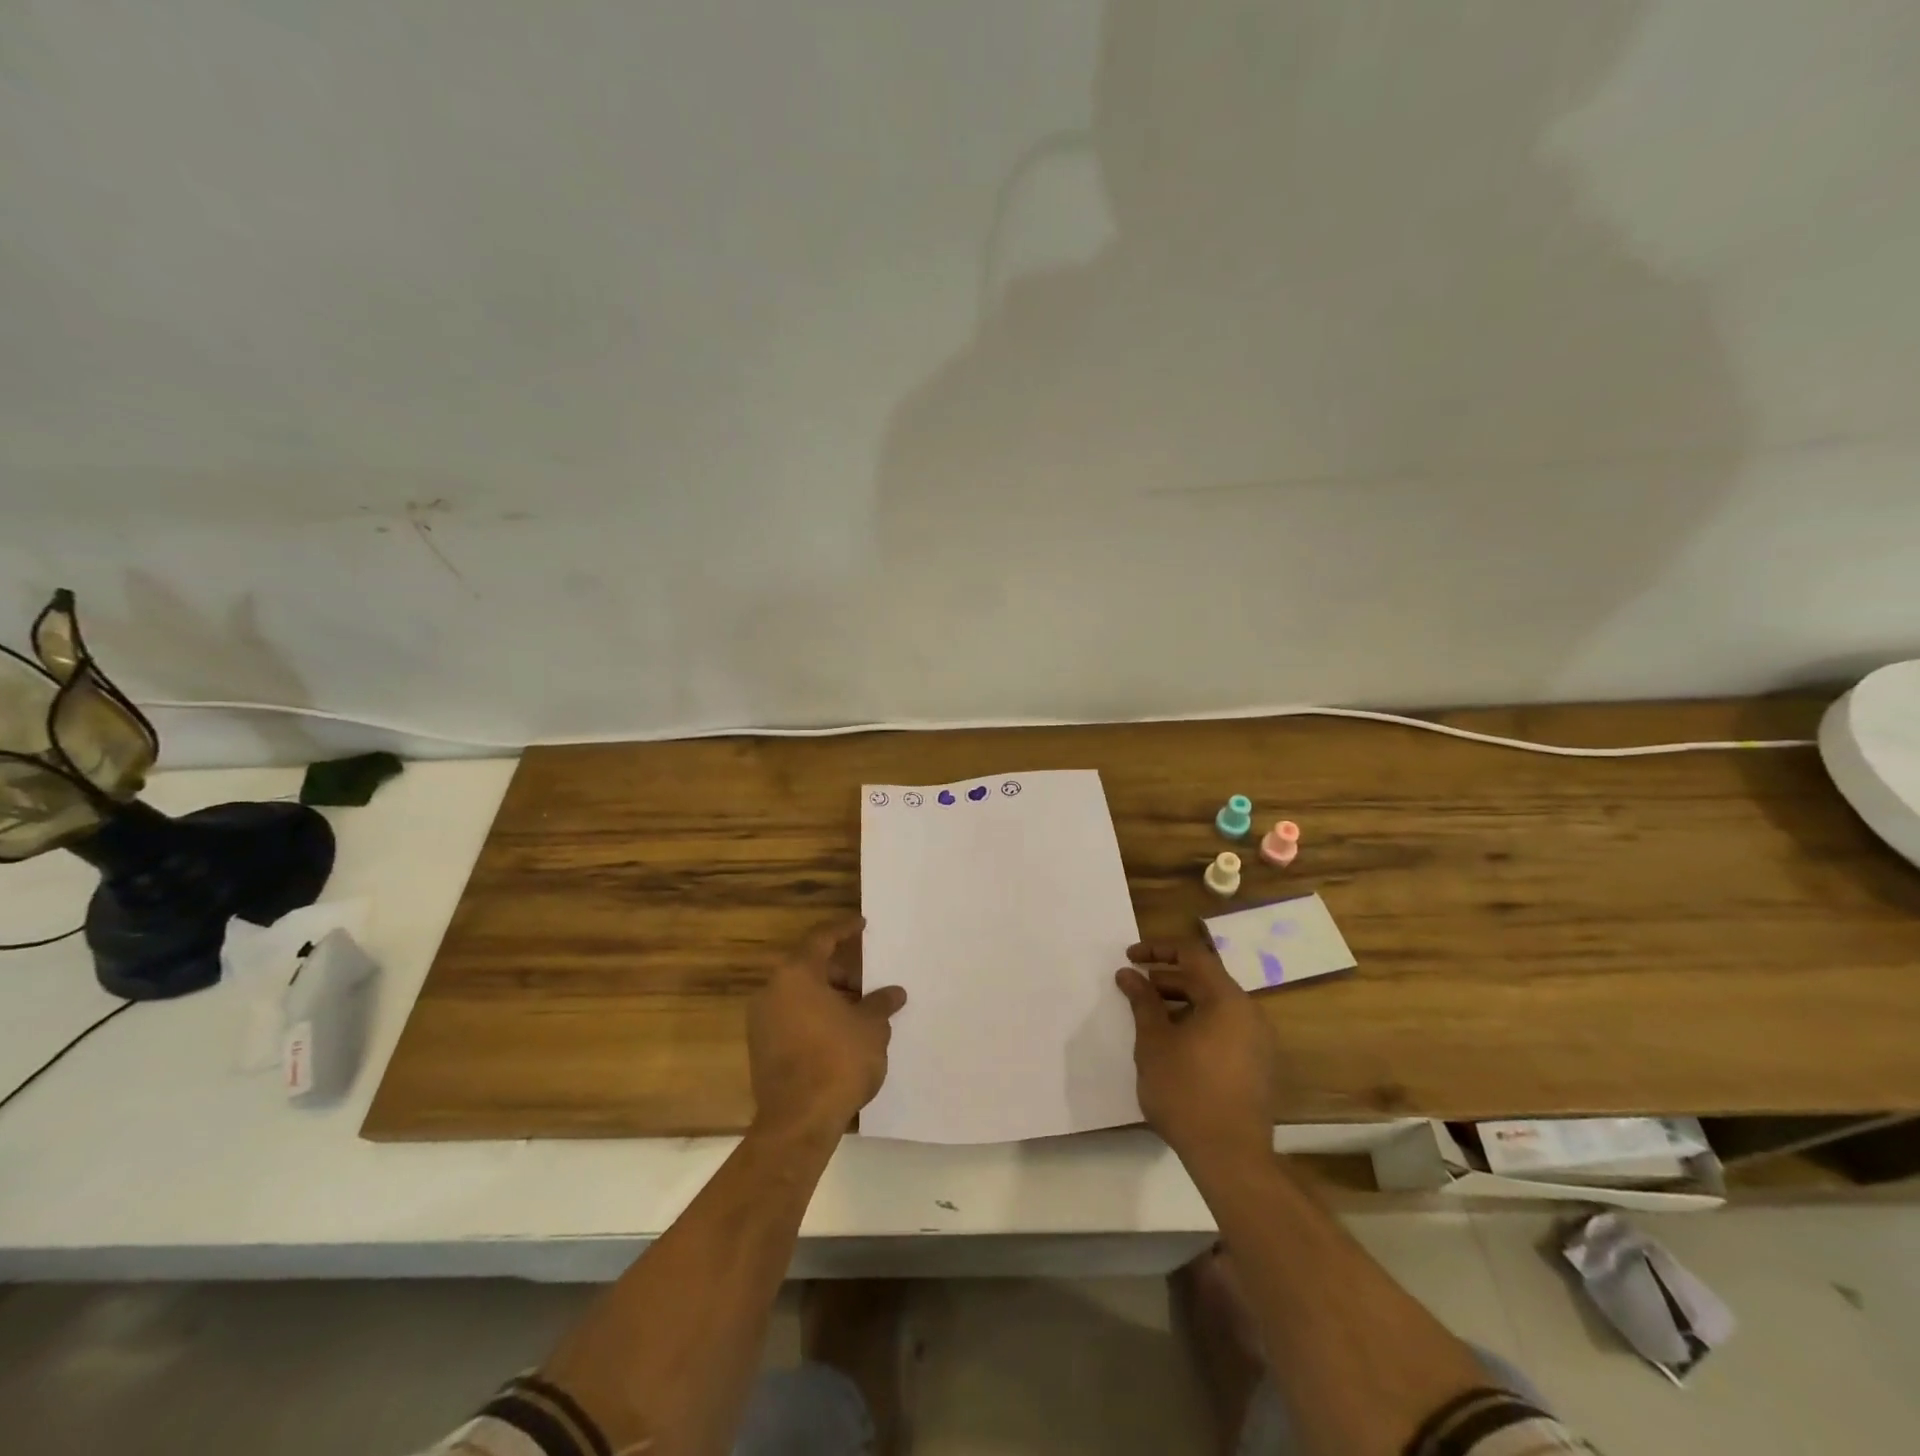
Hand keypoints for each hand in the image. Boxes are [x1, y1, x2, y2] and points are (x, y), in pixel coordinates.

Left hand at [748, 916, 905, 1139]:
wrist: (798, 1122)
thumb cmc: (838, 1061)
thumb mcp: (871, 1028)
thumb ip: (880, 1004)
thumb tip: (894, 993)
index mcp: (796, 974)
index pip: (821, 938)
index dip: (844, 929)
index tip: (862, 925)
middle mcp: (772, 991)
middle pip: (809, 968)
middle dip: (841, 972)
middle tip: (869, 981)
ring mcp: (762, 1021)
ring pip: (800, 995)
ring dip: (829, 997)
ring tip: (861, 1010)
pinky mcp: (761, 1049)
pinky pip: (792, 1019)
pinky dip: (815, 1017)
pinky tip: (841, 1033)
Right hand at [1116, 940, 1278, 1166]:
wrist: (1230, 1157)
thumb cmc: (1186, 1091)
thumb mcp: (1154, 1042)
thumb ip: (1142, 1001)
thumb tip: (1128, 974)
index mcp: (1227, 999)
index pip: (1192, 954)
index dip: (1158, 950)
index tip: (1130, 959)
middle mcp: (1250, 1013)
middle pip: (1205, 979)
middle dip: (1166, 979)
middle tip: (1135, 990)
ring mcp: (1258, 1041)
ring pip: (1215, 1006)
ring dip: (1181, 1003)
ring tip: (1150, 1019)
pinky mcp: (1258, 1066)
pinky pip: (1225, 1029)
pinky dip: (1198, 1025)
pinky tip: (1174, 1047)